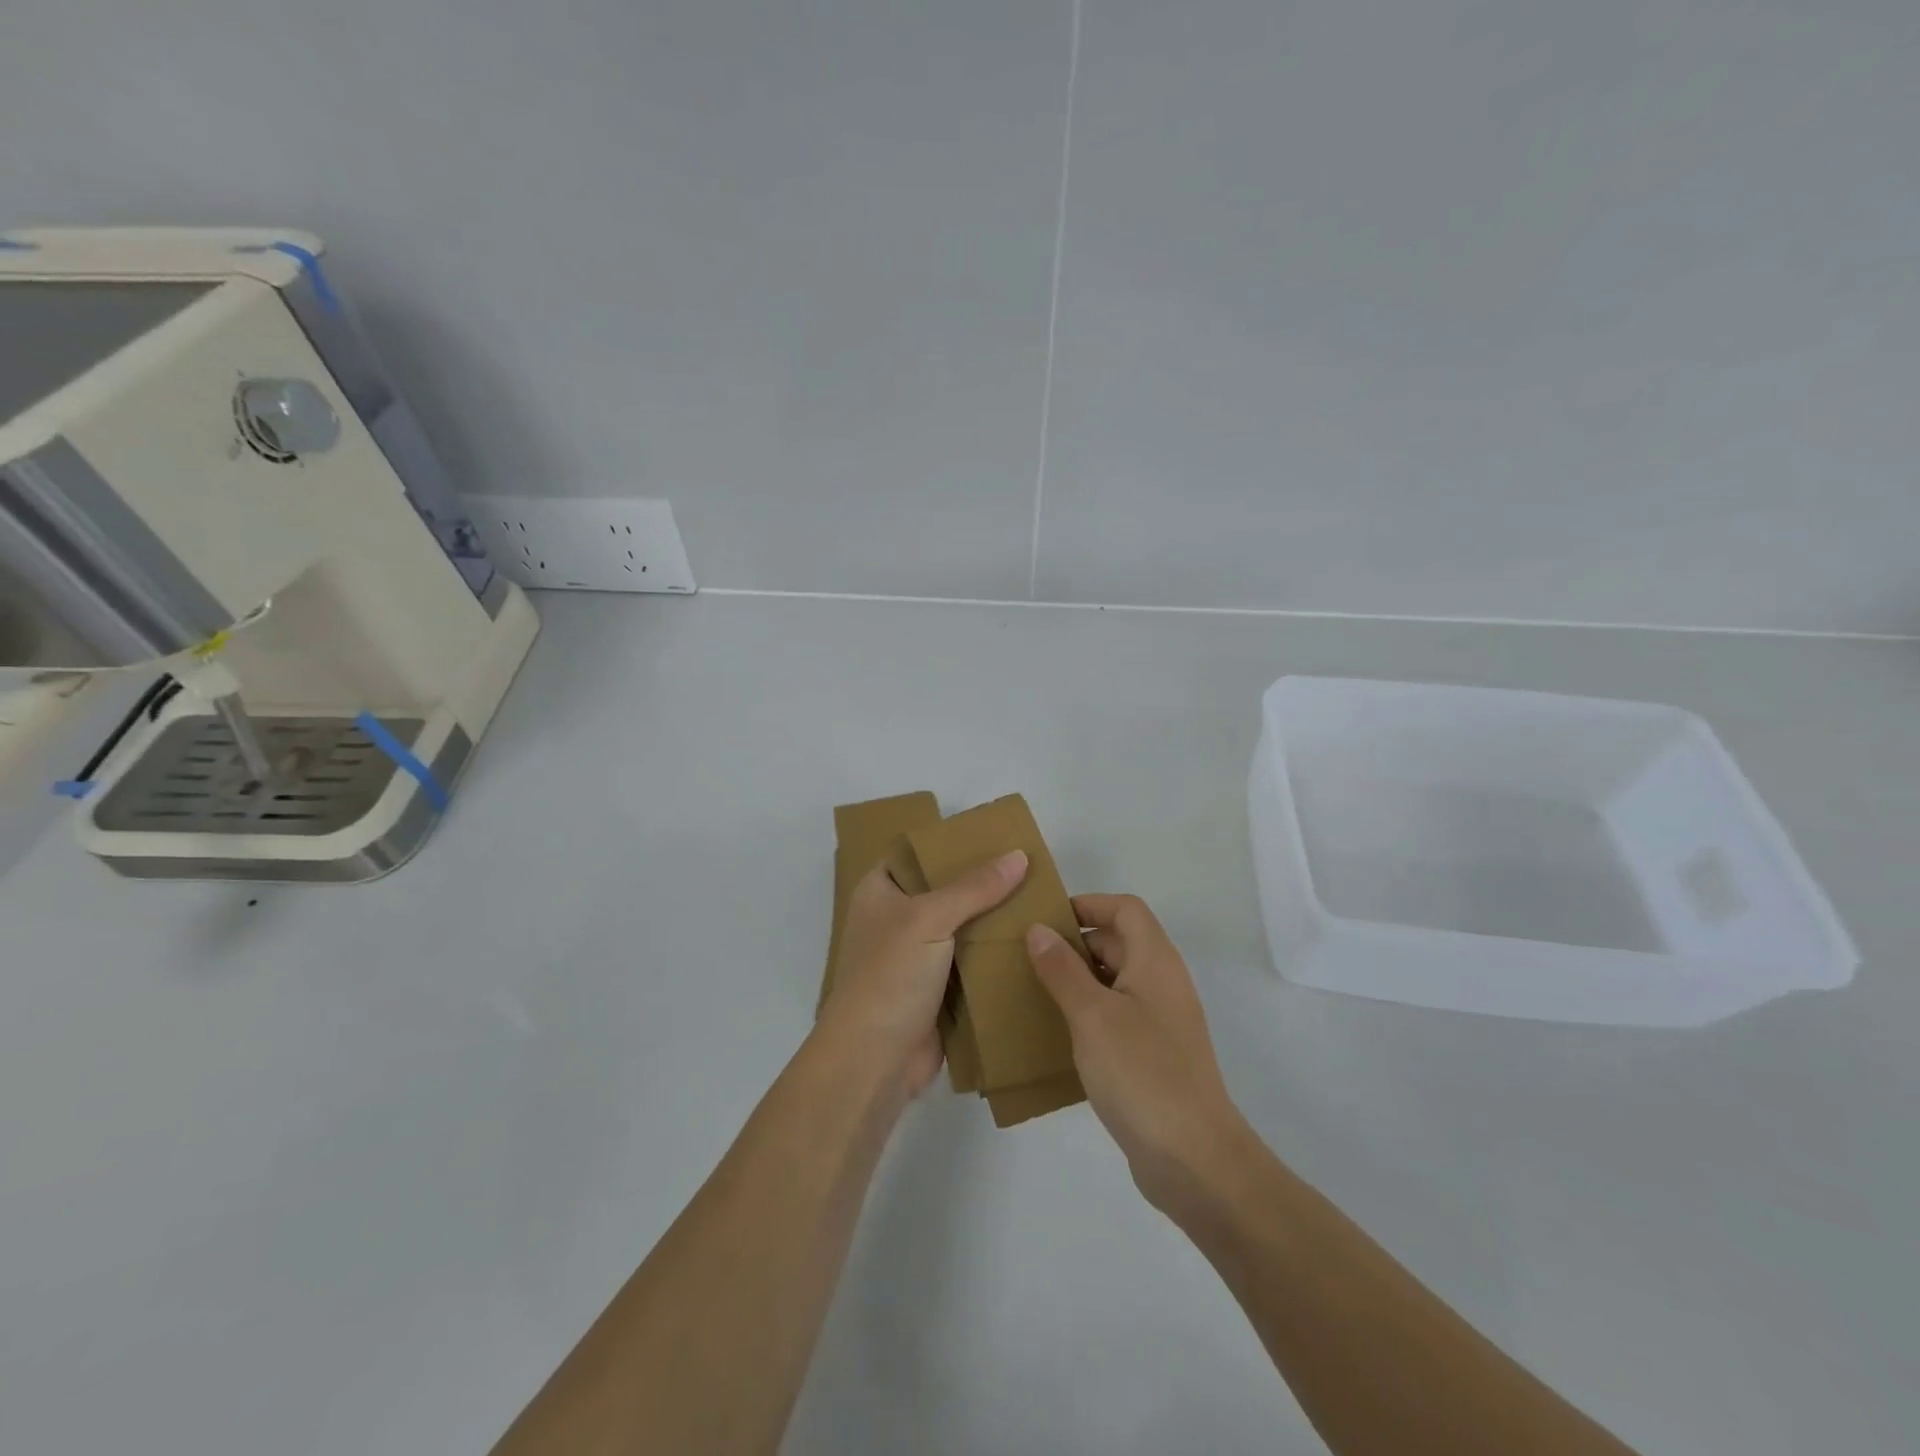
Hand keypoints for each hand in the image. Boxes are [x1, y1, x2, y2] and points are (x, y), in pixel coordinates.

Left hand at [821, 851, 1027, 1096]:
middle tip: (1031, 868)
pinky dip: (995, 956)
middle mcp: (896, 919)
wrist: (874, 1060)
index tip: (995, 835)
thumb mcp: (929, 919)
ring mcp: (917, 957)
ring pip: (962, 928)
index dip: (950, 843)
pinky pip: (971, 963)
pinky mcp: (937, 991)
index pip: (916, 854)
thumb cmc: (889, 976)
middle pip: (945, 890)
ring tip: (1041, 900)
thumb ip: (974, 887)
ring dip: (994, 921)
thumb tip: (1019, 856)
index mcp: (880, 892)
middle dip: (983, 883)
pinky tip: (1032, 943)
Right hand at [1026, 895, 1244, 1209]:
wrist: (1194, 1159)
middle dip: (1076, 943)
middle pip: (1120, 942)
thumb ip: (1062, 969)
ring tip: (1035, 991)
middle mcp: (1163, 983)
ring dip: (1079, 979)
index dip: (1088, 904)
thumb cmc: (1142, 1073)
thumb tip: (1038, 929)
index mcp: (1155, 961)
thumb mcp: (1092, 1015)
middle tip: (1029, 957)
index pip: (1125, 909)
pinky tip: (1059, 1034)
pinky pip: (1118, 1016)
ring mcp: (1162, 1021)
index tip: (1046, 919)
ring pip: (1116, 981)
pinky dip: (1089, 1013)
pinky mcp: (1155, 1055)